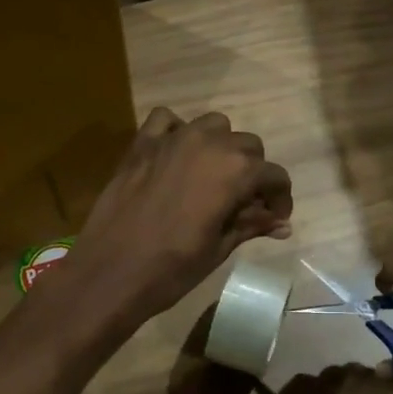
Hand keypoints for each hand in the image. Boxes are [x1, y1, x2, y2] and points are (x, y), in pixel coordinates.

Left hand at [63, 108, 291, 327]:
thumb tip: (282, 224)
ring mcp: (172, 139)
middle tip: (243, 204)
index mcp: (236, 171)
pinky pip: (166, 120)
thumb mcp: (219, 248)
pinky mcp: (141, 144)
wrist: (110, 273)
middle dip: (252, 173)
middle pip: (247, 146)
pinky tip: (175, 156)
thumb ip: (251, 225)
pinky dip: (177, 131)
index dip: (280, 198)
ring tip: (211, 178)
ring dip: (220, 147)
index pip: (274, 175)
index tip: (274, 219)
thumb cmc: (172, 268)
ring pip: (213, 126)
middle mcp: (209, 143)